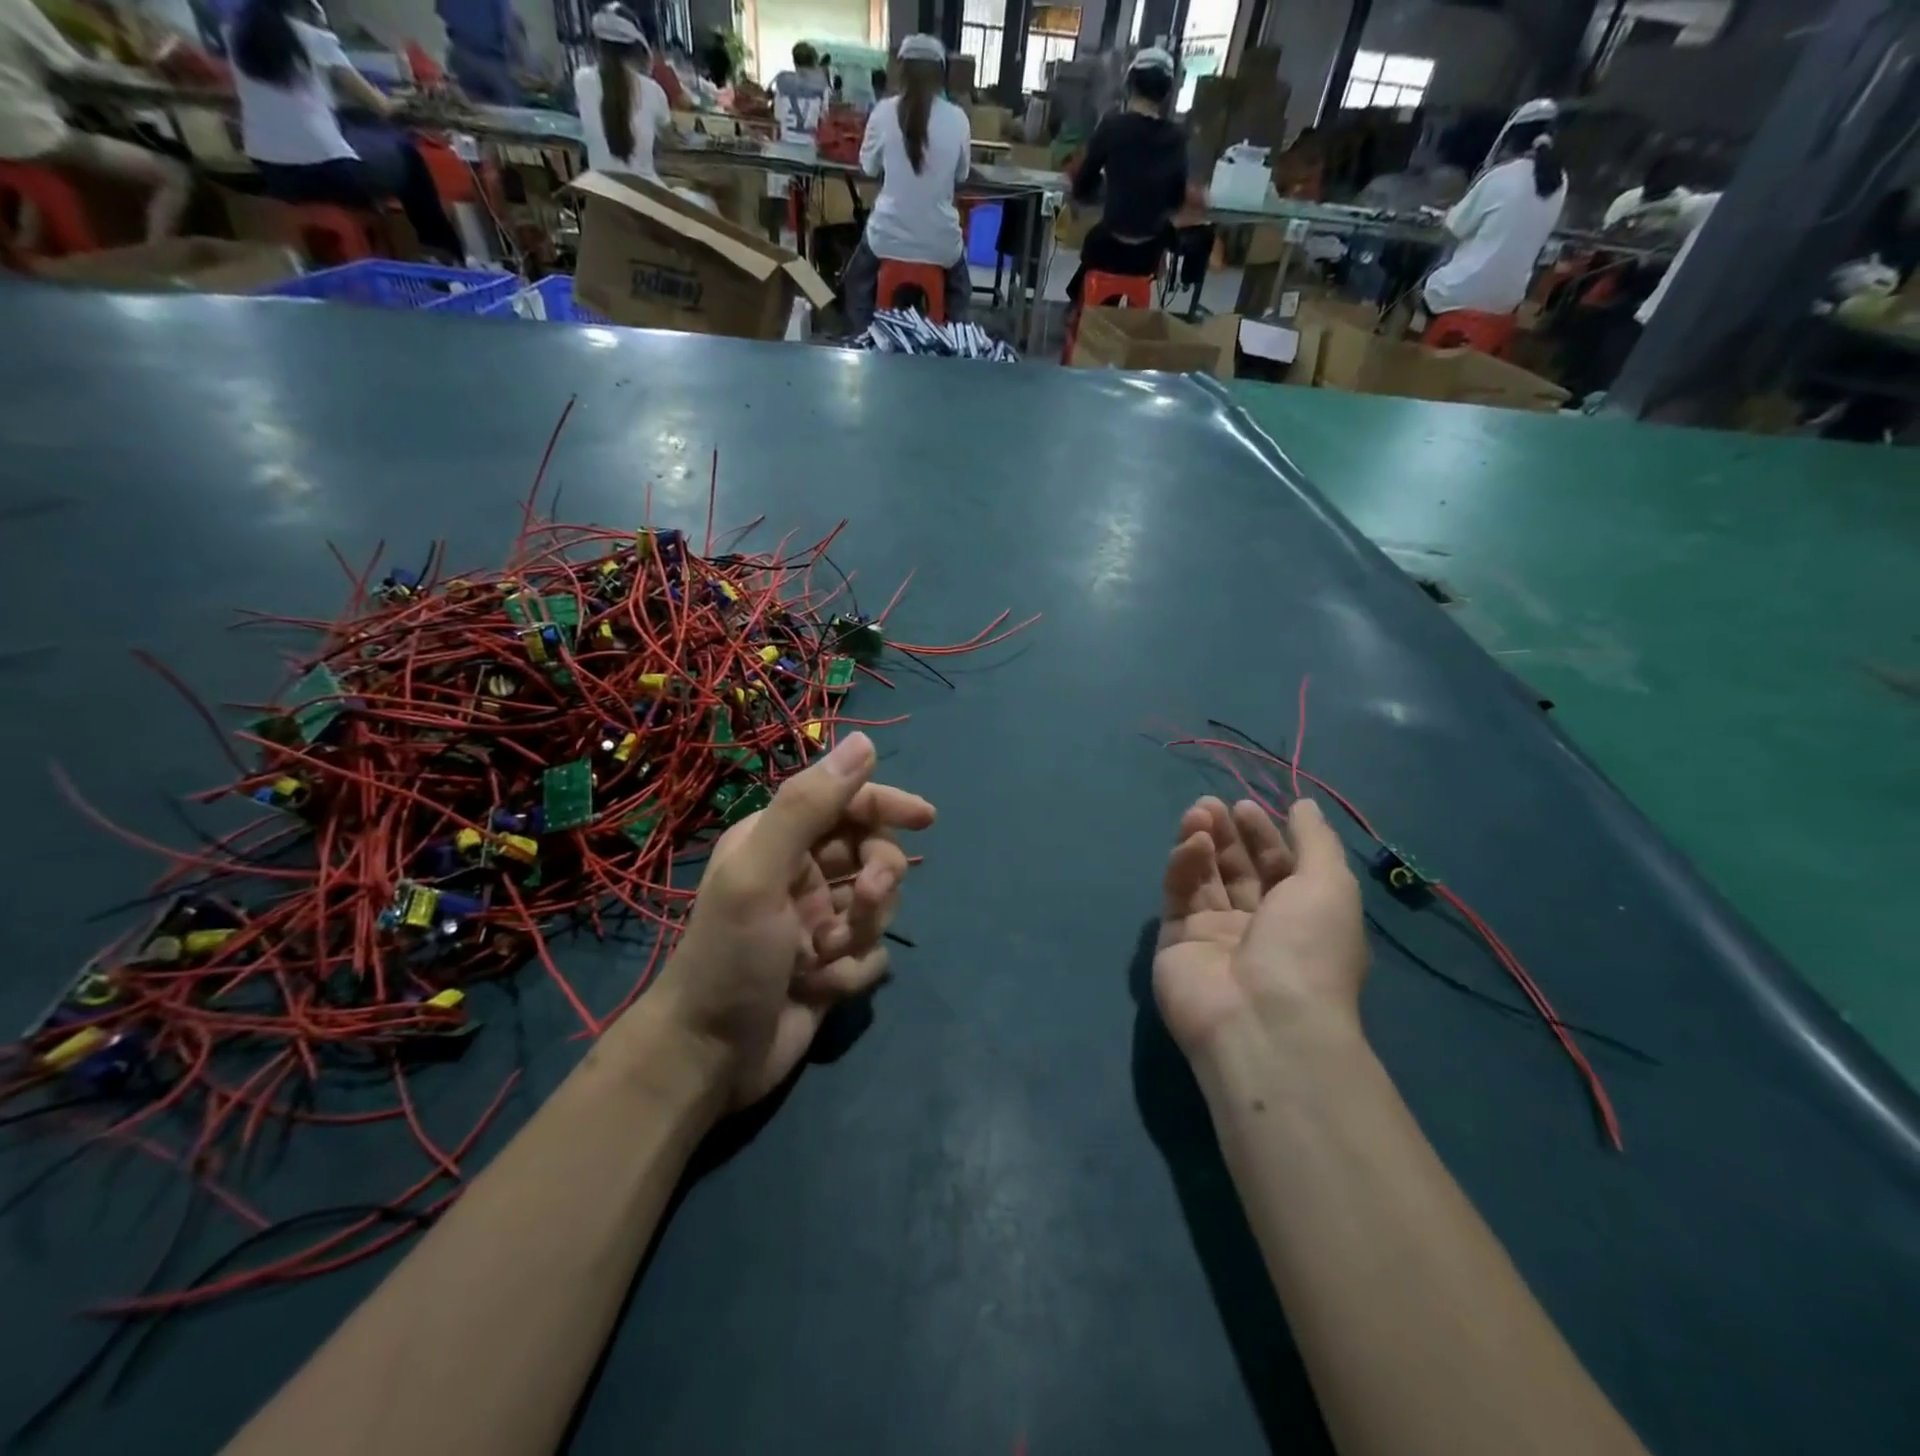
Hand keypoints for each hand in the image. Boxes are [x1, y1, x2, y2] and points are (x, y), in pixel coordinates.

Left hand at [652, 732, 934, 1107]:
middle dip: (879, 878)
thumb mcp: (760, 874)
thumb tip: (863, 742)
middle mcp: (801, 874)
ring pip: (879, 905)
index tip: (924, 817)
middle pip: (872, 854)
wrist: (707, 1059)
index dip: (885, 805)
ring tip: (825, 957)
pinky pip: (873, 952)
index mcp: (778, 841)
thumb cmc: (729, 957)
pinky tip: (821, 989)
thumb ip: (808, 807)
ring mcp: (818, 921)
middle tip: (866, 901)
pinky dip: (854, 969)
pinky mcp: (831, 964)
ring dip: (863, 930)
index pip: (846, 805)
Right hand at [1153, 796, 1367, 1058]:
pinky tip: (1190, 843)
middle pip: (1236, 869)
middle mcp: (1257, 926)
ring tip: (1197, 812)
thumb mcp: (1330, 885)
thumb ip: (1315, 840)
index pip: (1276, 867)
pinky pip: (1179, 895)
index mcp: (1299, 917)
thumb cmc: (1308, 949)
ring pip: (1203, 878)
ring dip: (1201, 841)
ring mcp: (1213, 935)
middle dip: (1226, 834)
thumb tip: (1304, 805)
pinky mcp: (1176, 941)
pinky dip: (1183, 866)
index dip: (1262, 834)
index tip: (1245, 806)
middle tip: (1211, 804)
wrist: (1263, 1021)